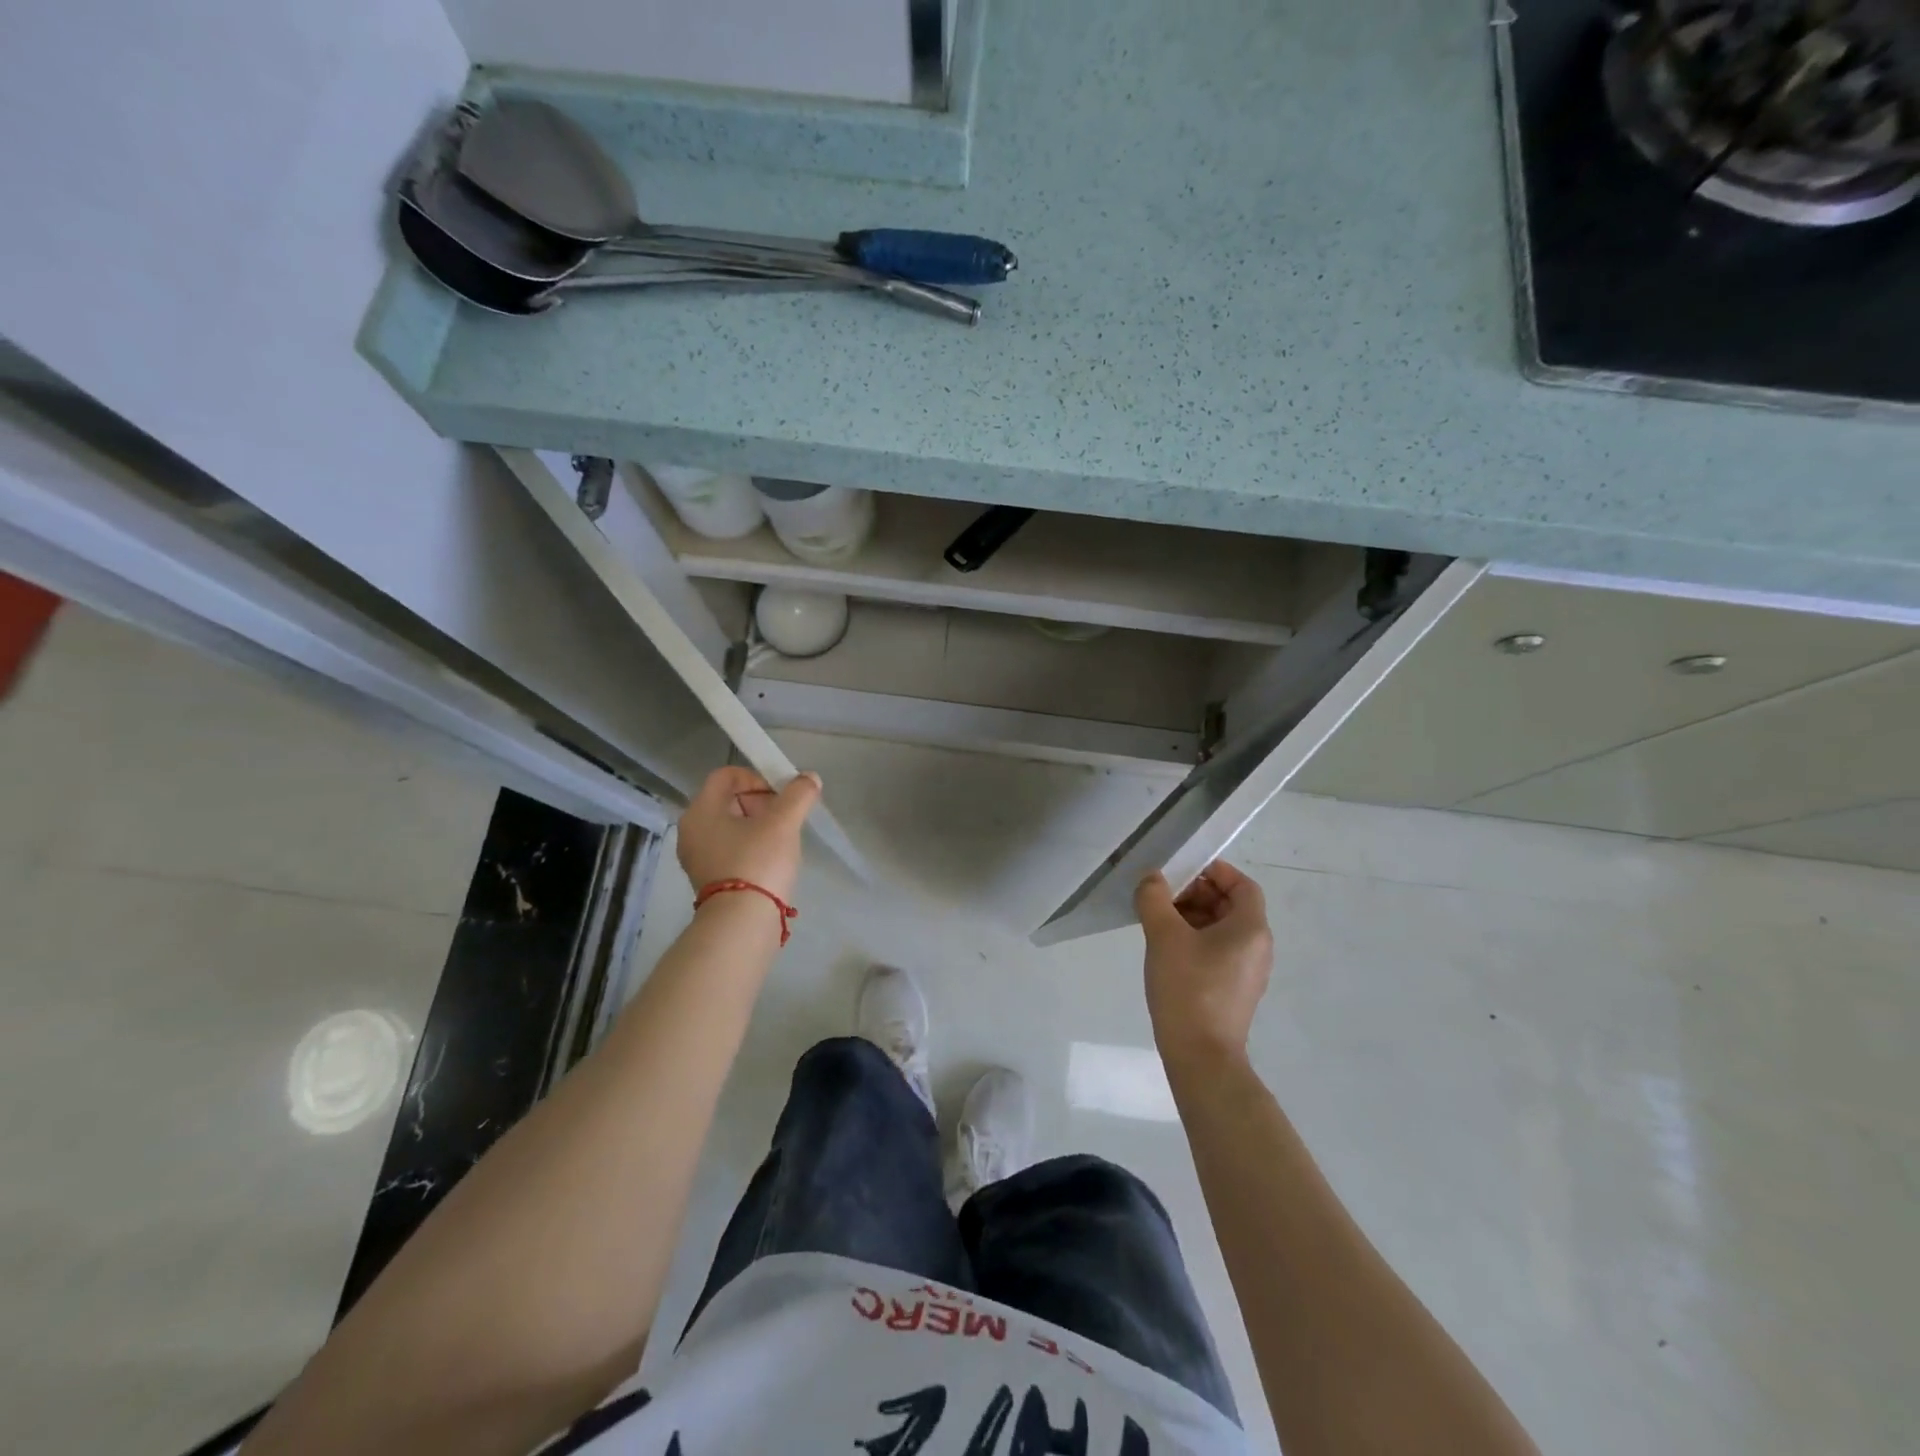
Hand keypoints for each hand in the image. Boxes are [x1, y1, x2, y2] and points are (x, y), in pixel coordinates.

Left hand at [675, 766, 820, 903]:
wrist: (742, 923)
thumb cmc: (758, 862)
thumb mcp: (784, 823)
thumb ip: (799, 794)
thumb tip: (810, 778)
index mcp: (701, 810)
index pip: (727, 775)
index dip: (757, 777)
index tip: (781, 796)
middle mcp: (691, 830)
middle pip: (729, 800)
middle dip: (761, 803)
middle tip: (785, 819)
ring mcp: (697, 857)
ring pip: (731, 826)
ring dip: (758, 827)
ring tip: (782, 842)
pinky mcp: (708, 879)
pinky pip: (730, 850)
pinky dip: (750, 848)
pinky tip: (771, 862)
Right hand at [1136, 861, 1273, 1070]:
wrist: (1201, 1056)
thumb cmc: (1188, 988)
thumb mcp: (1164, 935)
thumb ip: (1154, 898)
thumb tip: (1153, 878)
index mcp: (1251, 929)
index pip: (1243, 885)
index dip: (1215, 872)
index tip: (1182, 870)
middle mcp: (1256, 947)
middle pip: (1231, 905)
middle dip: (1197, 894)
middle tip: (1162, 896)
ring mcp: (1247, 971)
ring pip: (1222, 929)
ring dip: (1192, 917)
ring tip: (1158, 921)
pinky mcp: (1233, 990)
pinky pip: (1217, 951)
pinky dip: (1195, 940)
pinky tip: (1166, 949)